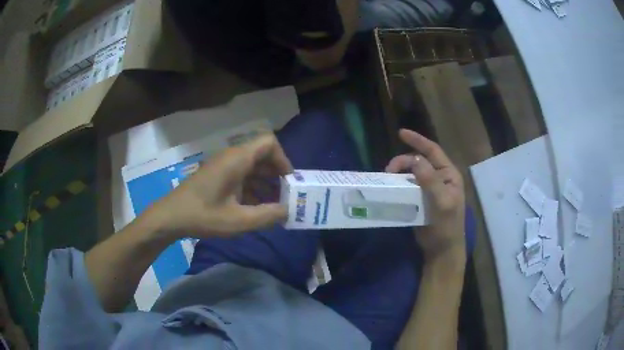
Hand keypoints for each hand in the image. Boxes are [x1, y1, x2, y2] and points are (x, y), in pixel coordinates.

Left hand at [145, 134, 292, 239]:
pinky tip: (255, 208)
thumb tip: (289, 211)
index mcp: (237, 159)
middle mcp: (232, 157)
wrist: (171, 217)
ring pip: (252, 167)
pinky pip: (241, 175)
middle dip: (277, 175)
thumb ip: (268, 215)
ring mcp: (223, 166)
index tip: (289, 182)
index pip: (269, 143)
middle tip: (286, 197)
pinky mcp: (217, 175)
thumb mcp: (239, 220)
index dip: (283, 159)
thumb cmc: (203, 215)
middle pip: (262, 155)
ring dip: (265, 184)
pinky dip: (252, 188)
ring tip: (273, 206)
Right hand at [386, 129, 465, 263]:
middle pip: (419, 161)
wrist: (441, 249)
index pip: (433, 151)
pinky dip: (398, 184)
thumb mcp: (441, 203)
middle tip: (388, 171)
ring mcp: (429, 188)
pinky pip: (407, 186)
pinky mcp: (420, 199)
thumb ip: (430, 181)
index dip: (418, 141)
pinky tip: (390, 187)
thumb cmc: (445, 227)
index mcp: (449, 175)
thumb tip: (416, 159)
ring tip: (388, 179)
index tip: (401, 133)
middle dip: (403, 161)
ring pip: (411, 173)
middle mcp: (440, 178)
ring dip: (399, 173)